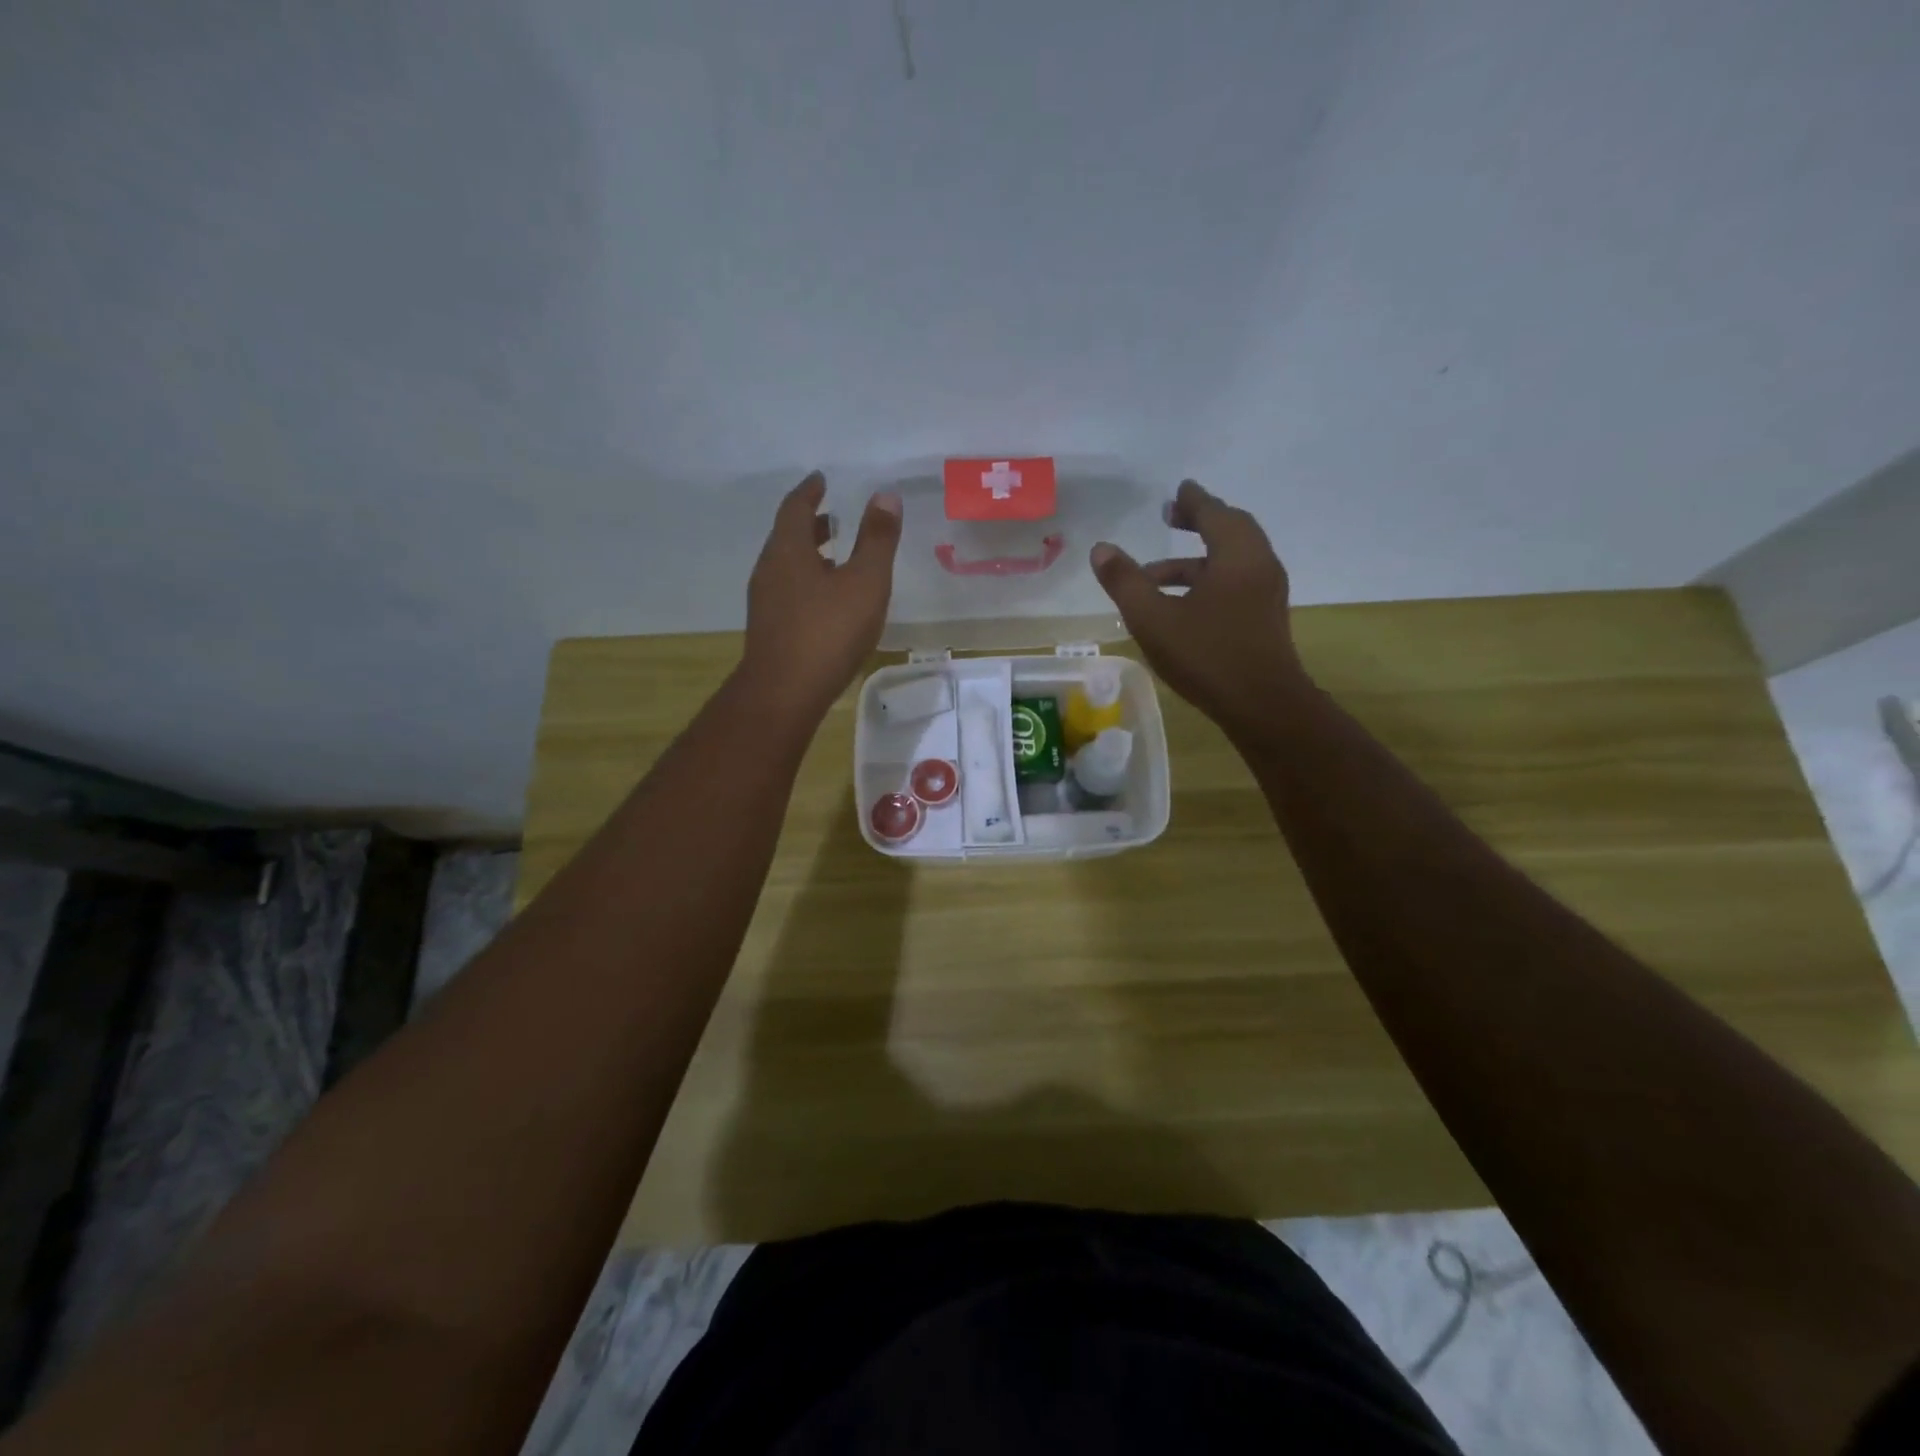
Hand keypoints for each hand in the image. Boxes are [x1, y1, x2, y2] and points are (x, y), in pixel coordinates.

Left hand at [738, 472, 902, 723]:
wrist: (785, 692)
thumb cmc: (828, 632)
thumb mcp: (865, 582)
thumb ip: (877, 540)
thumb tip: (885, 496)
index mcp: (789, 550)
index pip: (795, 507)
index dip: (810, 490)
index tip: (821, 479)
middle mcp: (770, 569)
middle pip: (787, 536)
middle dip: (810, 523)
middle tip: (833, 516)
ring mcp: (765, 601)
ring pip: (786, 565)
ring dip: (808, 554)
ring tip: (834, 555)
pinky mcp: (769, 628)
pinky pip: (788, 590)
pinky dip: (806, 580)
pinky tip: (826, 600)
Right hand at [1090, 479, 1309, 744]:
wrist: (1263, 706)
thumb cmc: (1207, 656)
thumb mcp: (1154, 619)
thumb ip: (1125, 582)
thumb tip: (1101, 549)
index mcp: (1236, 555)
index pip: (1214, 512)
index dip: (1193, 500)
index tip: (1178, 490)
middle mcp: (1259, 565)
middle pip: (1230, 530)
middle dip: (1199, 522)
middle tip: (1170, 518)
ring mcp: (1266, 593)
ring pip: (1231, 560)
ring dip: (1195, 560)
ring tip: (1154, 575)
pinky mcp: (1265, 617)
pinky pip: (1236, 582)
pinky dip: (1208, 579)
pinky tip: (1180, 605)